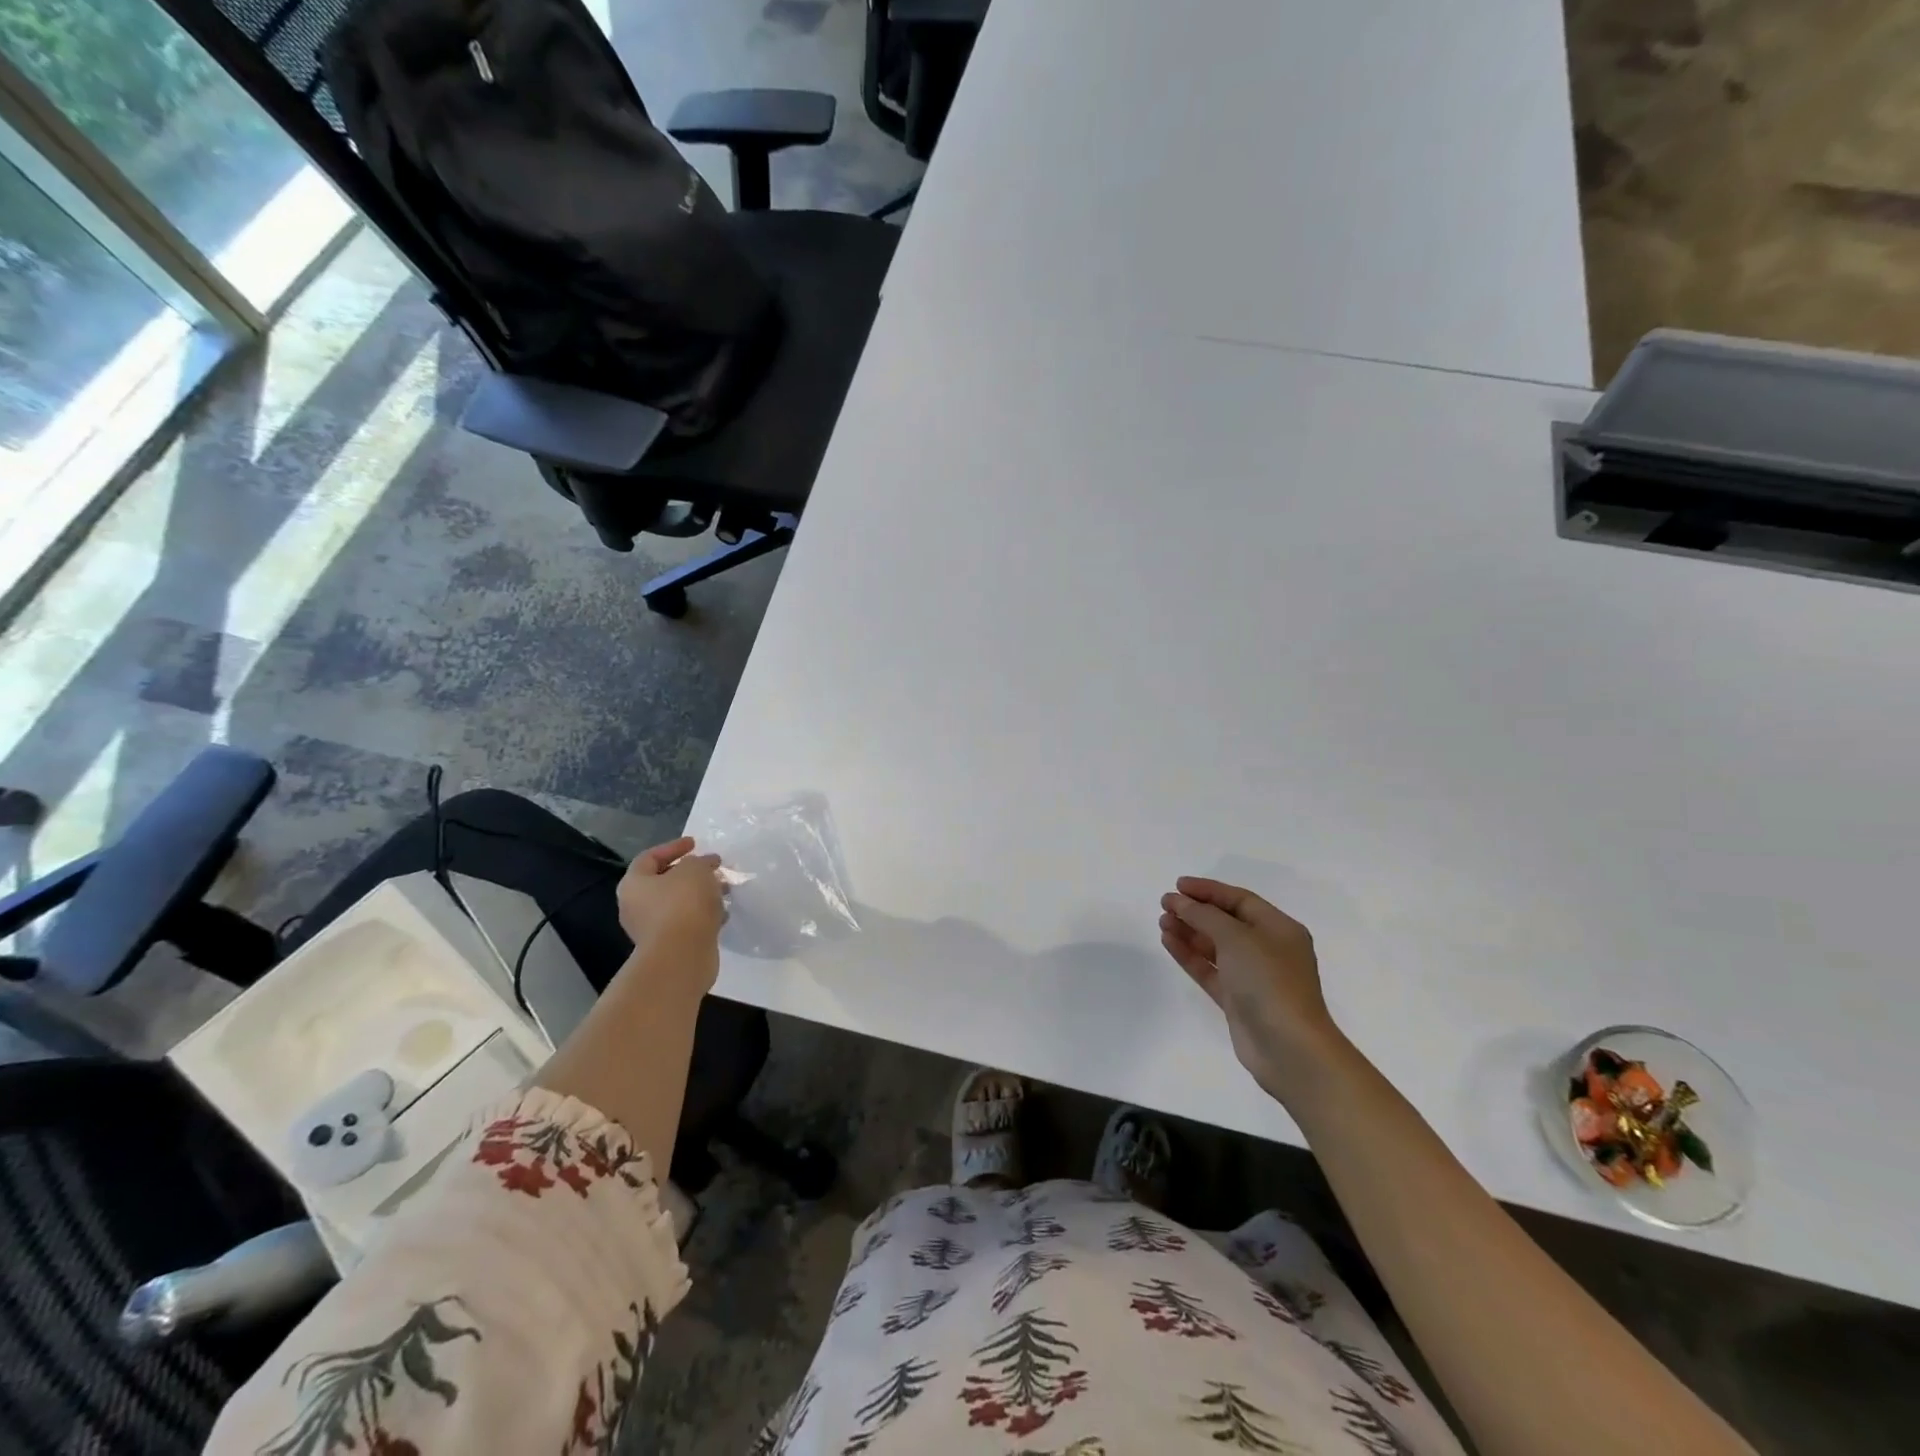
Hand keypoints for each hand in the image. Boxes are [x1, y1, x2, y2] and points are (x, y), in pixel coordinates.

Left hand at [617, 836, 724, 961]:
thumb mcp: (695, 869)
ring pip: (678, 903)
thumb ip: (700, 862)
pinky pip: (687, 923)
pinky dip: (703, 915)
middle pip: (664, 882)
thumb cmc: (683, 904)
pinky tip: (723, 913)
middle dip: (691, 872)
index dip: (673, 847)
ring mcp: (651, 929)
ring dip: (701, 894)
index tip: (696, 844)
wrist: (682, 956)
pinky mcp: (669, 946)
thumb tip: (704, 866)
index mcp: (634, 884)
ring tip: (724, 890)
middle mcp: (636, 906)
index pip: (649, 857)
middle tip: (713, 867)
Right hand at [1160, 876, 1346, 1104]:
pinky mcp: (1238, 1001)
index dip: (1208, 890)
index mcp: (1279, 929)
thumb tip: (1180, 902)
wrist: (1289, 1047)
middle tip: (1165, 904)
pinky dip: (1190, 956)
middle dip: (1196, 911)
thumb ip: (1204, 916)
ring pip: (1215, 947)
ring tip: (1162, 922)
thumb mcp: (1236, 937)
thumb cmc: (1268, 981)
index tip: (1178, 886)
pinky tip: (1169, 942)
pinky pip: (1210, 970)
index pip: (1240, 900)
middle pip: (1227, 922)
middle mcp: (1268, 949)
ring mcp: (1253, 977)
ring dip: (1189, 932)